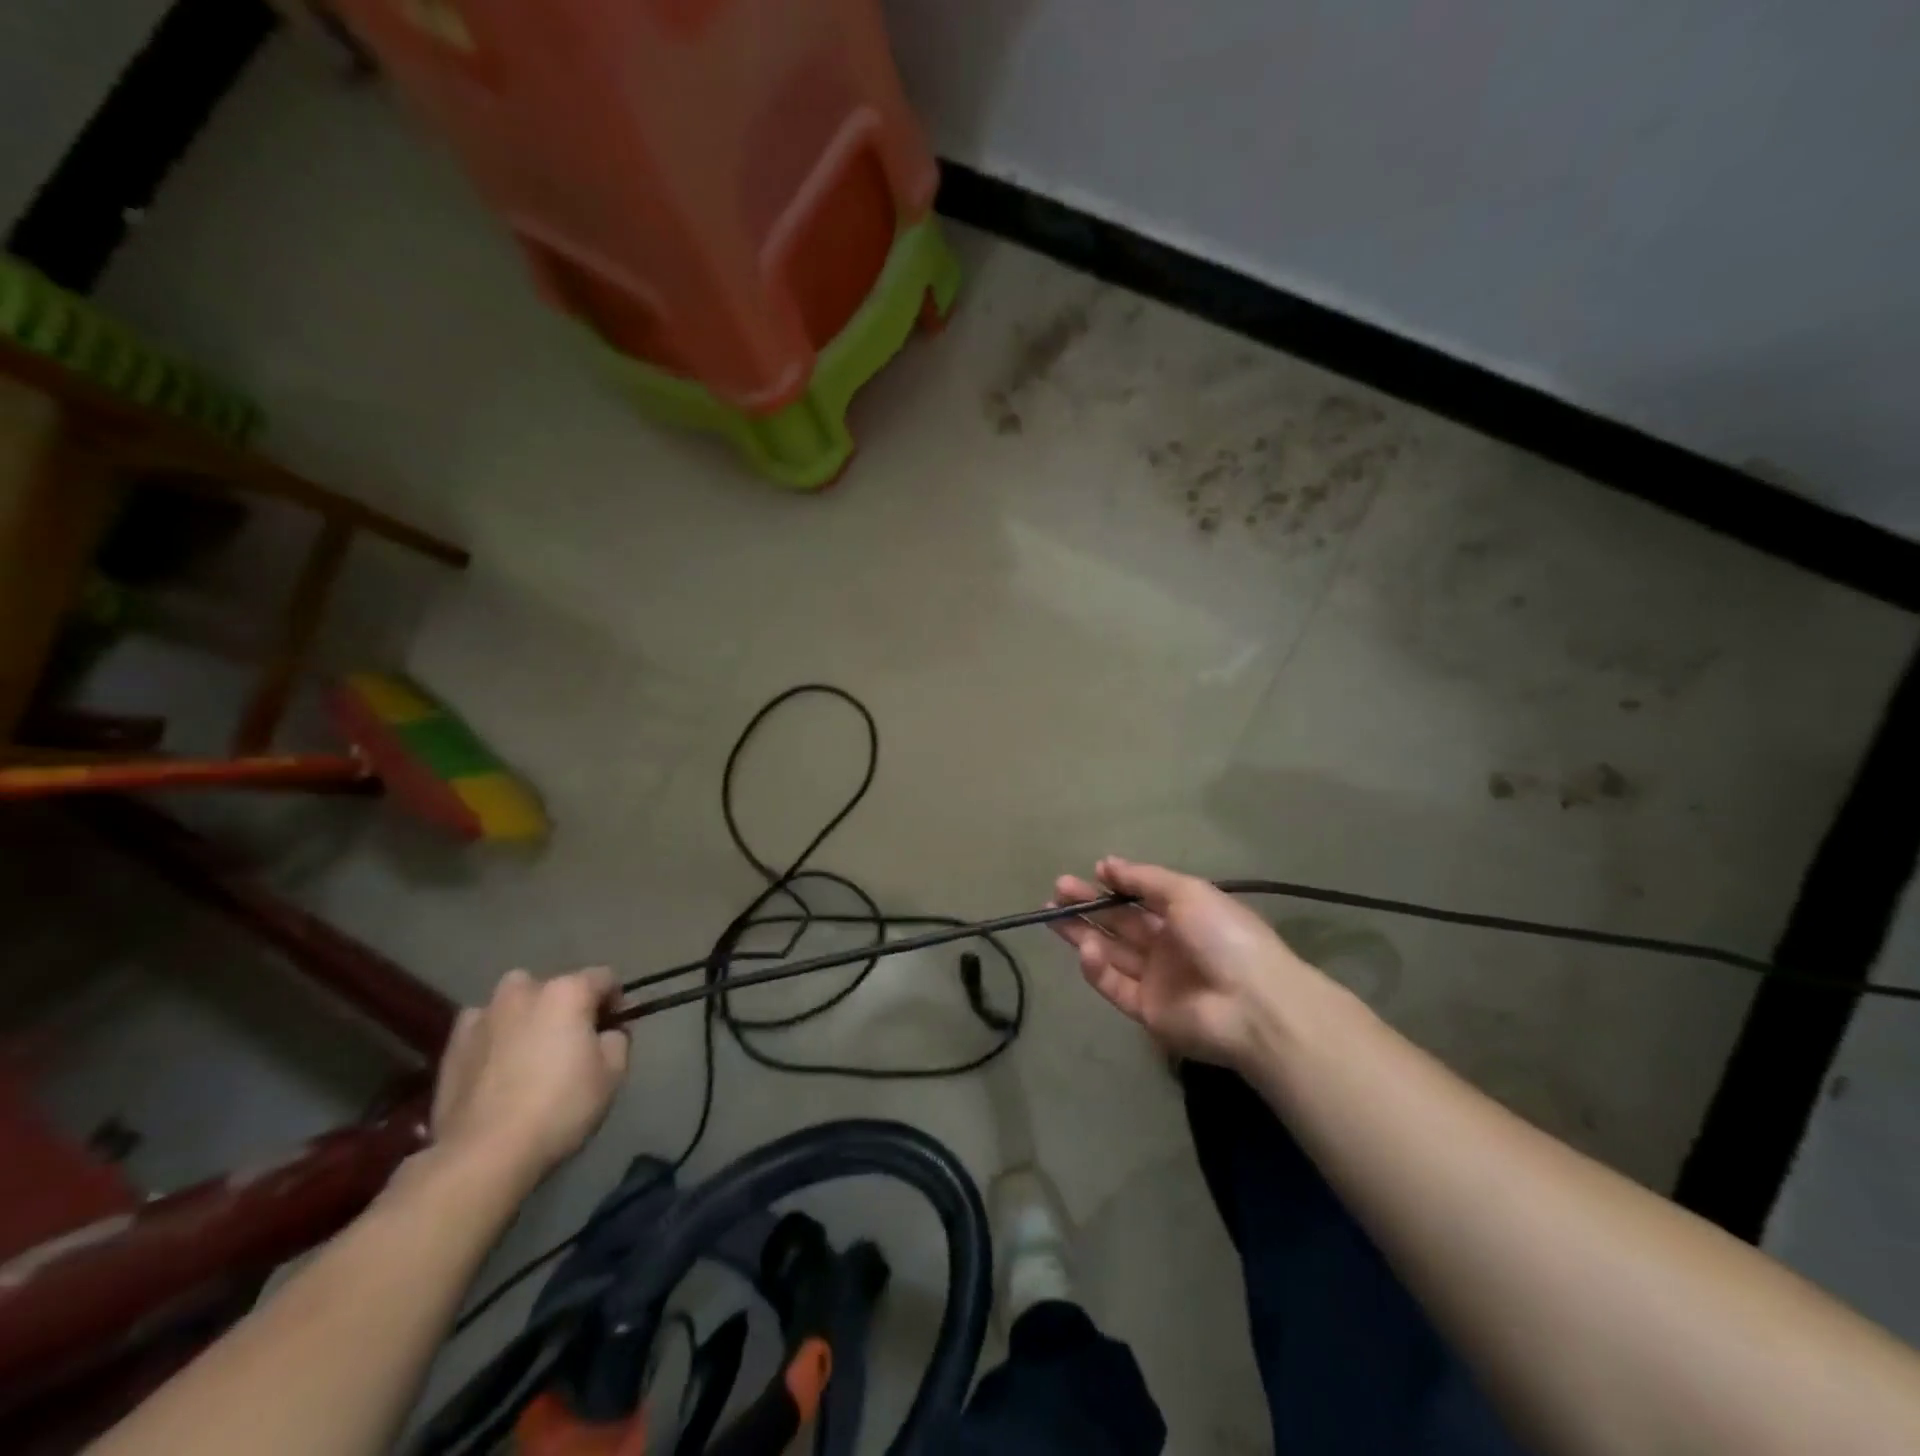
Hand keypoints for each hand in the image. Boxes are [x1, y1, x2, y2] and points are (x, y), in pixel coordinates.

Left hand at [431, 968, 630, 1184]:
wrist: (482, 1155)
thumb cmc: (559, 1108)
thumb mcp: (612, 1074)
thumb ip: (618, 1039)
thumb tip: (608, 1031)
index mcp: (567, 991)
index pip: (604, 978)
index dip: (616, 1000)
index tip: (617, 1027)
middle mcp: (524, 991)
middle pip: (556, 987)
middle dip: (568, 1006)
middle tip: (573, 1041)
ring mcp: (482, 1016)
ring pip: (514, 1002)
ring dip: (527, 1016)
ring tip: (531, 1051)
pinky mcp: (452, 1046)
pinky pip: (482, 1028)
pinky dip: (494, 1037)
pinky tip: (498, 1067)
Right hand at [1050, 857, 1326, 1069]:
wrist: (1252, 1004)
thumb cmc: (1223, 936)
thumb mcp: (1187, 892)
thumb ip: (1143, 879)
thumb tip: (1105, 863)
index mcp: (1184, 915)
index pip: (1140, 897)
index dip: (1115, 884)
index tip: (1090, 872)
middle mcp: (1168, 945)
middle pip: (1119, 922)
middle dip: (1087, 905)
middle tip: (1057, 891)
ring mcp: (1156, 979)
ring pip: (1110, 951)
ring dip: (1082, 932)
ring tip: (1051, 913)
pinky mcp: (1146, 1010)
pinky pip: (1115, 984)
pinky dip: (1097, 967)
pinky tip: (1085, 948)